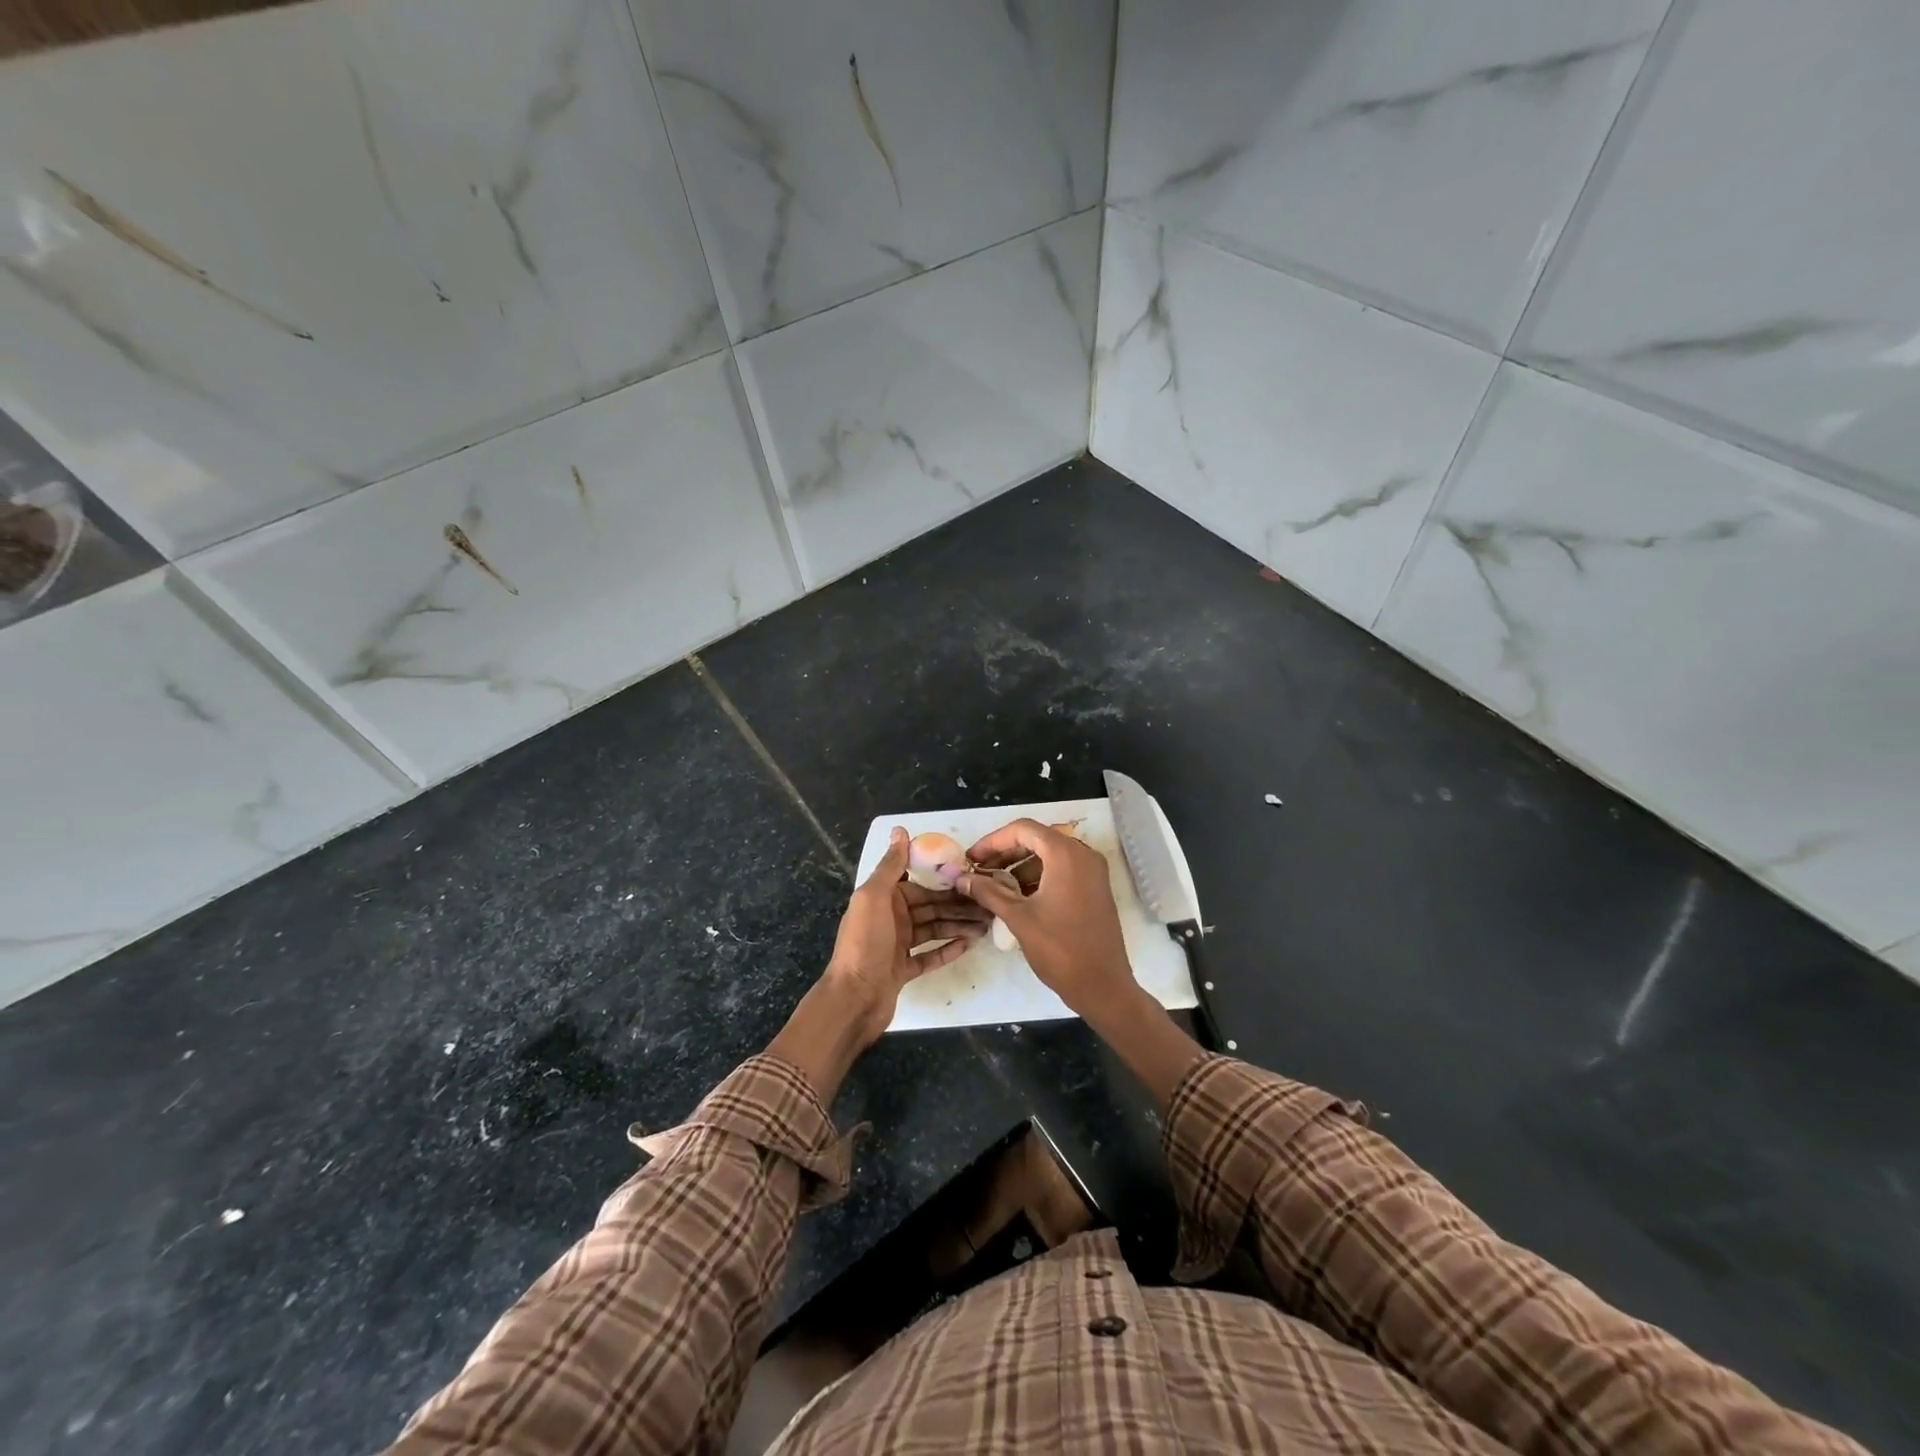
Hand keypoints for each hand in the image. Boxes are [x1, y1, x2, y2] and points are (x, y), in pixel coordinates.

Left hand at [825, 827, 989, 1044]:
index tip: (972, 875)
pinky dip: (948, 949)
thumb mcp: (874, 897)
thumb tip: (900, 830)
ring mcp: (897, 945)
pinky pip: (930, 956)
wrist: (853, 998)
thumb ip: (890, 865)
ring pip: (934, 929)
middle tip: (989, 904)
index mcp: (883, 898)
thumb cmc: (864, 943)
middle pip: (931, 906)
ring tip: (987, 925)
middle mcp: (890, 918)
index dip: (944, 879)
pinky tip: (969, 944)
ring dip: (958, 925)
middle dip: (958, 904)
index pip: (920, 883)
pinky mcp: (903, 970)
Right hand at [959, 818, 1135, 1019]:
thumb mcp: (1018, 918)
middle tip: (979, 870)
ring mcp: (1093, 871)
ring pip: (1050, 855)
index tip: (971, 859)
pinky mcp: (1095, 888)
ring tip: (994, 885)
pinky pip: (1063, 870)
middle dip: (1006, 852)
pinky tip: (1018, 896)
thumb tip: (962, 879)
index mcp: (1066, 854)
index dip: (993, 841)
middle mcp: (1083, 854)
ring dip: (1021, 865)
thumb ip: (988, 892)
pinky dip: (1039, 876)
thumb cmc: (1059, 949)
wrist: (1102, 986)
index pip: (1023, 830)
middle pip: (1037, 839)